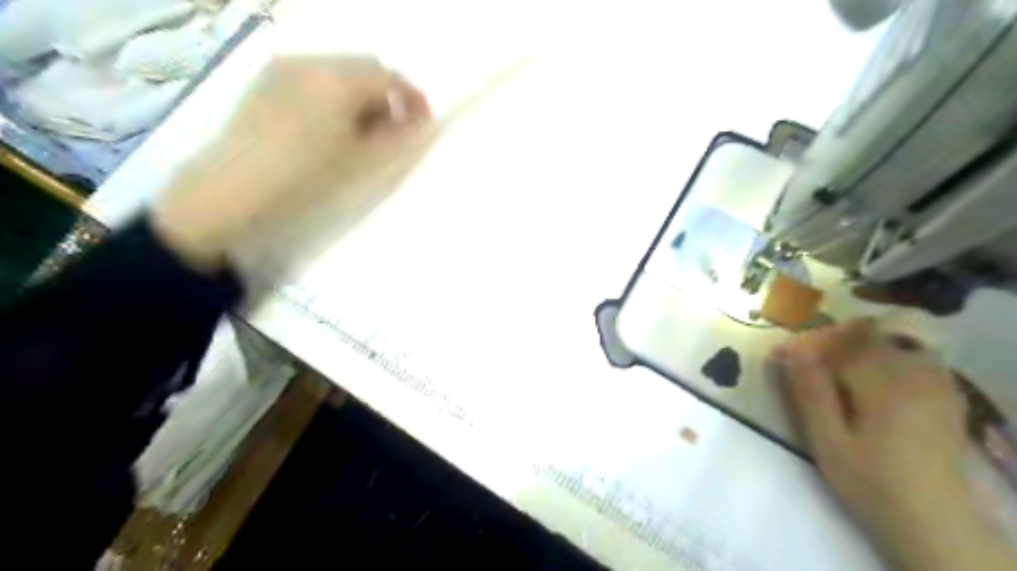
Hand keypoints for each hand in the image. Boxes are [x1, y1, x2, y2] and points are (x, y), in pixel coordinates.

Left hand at [153, 53, 430, 271]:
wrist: (234, 189)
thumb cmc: (307, 177)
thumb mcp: (363, 163)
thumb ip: (400, 140)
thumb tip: (422, 124)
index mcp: (340, 80)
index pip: (390, 77)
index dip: (413, 99)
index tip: (422, 124)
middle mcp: (312, 62)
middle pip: (365, 67)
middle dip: (387, 95)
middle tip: (393, 130)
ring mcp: (285, 68)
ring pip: (339, 71)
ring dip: (361, 94)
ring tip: (361, 131)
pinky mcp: (266, 80)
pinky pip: (314, 77)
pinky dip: (334, 94)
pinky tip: (329, 125)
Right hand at [776, 320, 1012, 570]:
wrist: (933, 523)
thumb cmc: (870, 483)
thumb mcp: (828, 441)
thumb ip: (810, 391)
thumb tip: (789, 349)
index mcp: (884, 385)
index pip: (836, 345)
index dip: (803, 345)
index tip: (776, 356)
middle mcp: (914, 374)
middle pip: (861, 337)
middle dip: (824, 343)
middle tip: (796, 361)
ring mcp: (934, 383)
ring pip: (884, 343)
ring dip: (850, 347)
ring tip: (826, 366)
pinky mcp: (943, 394)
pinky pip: (908, 356)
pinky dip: (879, 356)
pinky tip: (865, 375)